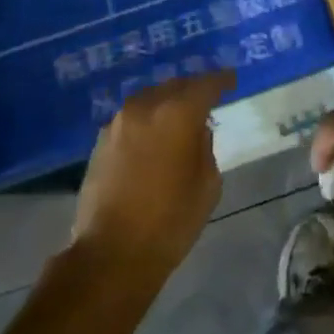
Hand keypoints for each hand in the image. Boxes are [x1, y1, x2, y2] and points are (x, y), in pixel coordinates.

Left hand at [72, 70, 233, 284]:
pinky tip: (154, 136)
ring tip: (179, 117)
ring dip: (167, 102)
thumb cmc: (171, 220)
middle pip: (175, 85)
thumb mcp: (208, 184)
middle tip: (207, 99)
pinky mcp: (101, 141)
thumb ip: (205, 146)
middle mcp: (146, 107)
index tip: (232, 81)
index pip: (206, 84)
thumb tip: (196, 131)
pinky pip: (132, 118)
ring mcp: (119, 122)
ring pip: (150, 98)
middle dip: (193, 89)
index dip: (222, 80)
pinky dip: (147, 119)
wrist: (112, 253)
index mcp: (178, 113)